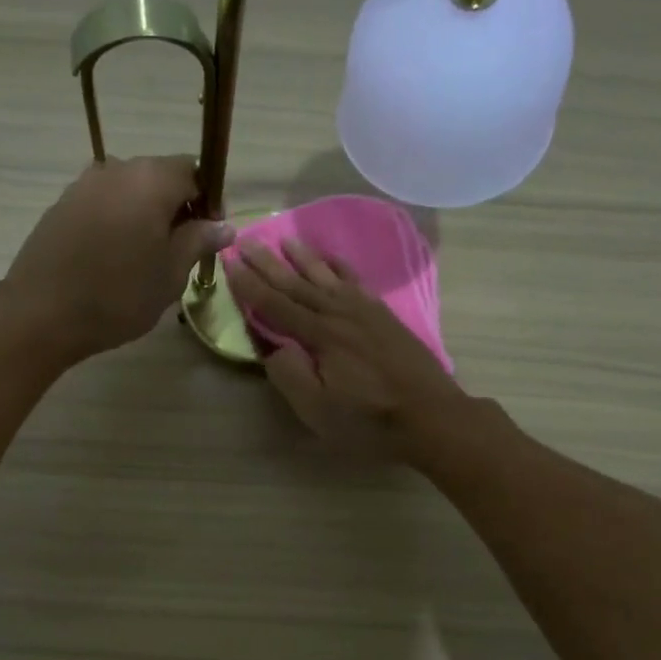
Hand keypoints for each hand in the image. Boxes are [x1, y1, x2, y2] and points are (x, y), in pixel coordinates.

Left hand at [3, 156, 234, 360]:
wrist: (41, 312)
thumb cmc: (119, 295)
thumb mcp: (171, 273)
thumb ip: (198, 241)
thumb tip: (223, 225)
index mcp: (151, 179)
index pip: (193, 172)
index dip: (207, 201)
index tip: (208, 236)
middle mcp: (117, 169)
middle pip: (159, 177)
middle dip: (175, 207)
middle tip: (180, 250)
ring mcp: (84, 185)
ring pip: (128, 191)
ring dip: (144, 214)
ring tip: (145, 257)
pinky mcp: (61, 205)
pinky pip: (102, 204)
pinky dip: (116, 221)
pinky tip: (113, 257)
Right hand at [225, 238, 467, 456]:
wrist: (431, 415)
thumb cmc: (369, 420)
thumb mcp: (318, 410)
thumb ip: (289, 375)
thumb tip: (270, 346)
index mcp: (320, 335)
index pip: (275, 305)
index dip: (249, 285)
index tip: (228, 262)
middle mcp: (340, 313)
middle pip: (297, 283)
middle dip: (269, 263)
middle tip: (246, 239)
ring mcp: (365, 311)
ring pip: (327, 276)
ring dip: (303, 257)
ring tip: (285, 239)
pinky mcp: (384, 316)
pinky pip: (356, 281)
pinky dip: (340, 267)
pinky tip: (332, 260)